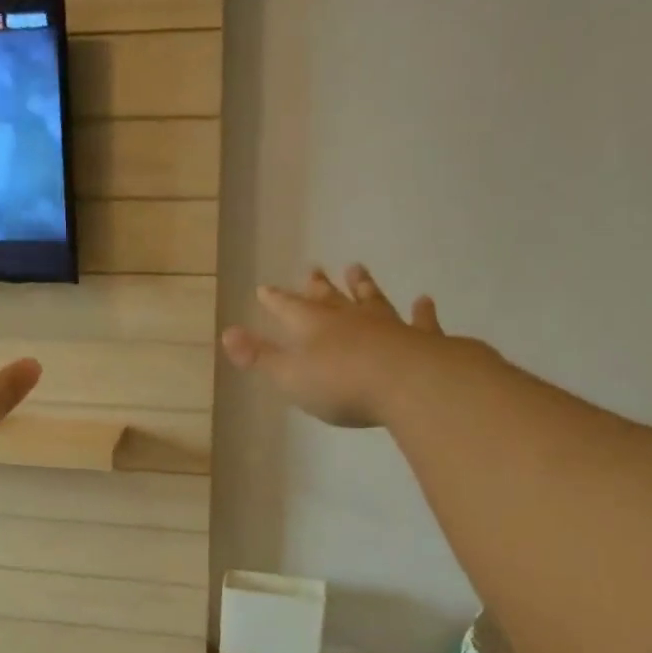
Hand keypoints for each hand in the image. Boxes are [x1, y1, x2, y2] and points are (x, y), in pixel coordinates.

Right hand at [222, 264, 445, 427]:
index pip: (288, 309)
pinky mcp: (420, 339)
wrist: (407, 383)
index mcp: (313, 327)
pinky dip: (422, 312)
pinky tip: (424, 301)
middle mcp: (349, 319)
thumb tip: (227, 332)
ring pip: (371, 300)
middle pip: (329, 298)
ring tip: (356, 268)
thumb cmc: (341, 385)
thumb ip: (259, 356)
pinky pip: (420, 321)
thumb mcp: (289, 376)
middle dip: (317, 286)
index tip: (265, 288)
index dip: (275, 300)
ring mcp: (387, 326)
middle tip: (312, 268)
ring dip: (363, 286)